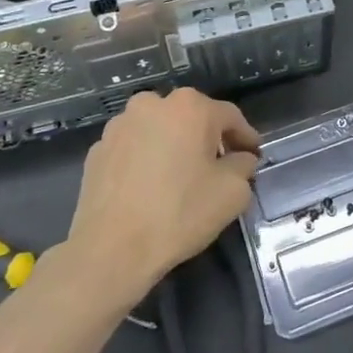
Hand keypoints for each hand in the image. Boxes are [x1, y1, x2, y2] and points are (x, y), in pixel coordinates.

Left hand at [64, 88, 259, 307]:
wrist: (111, 248)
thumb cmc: (179, 213)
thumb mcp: (232, 193)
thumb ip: (243, 167)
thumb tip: (240, 159)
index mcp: (190, 107)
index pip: (230, 117)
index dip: (246, 137)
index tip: (254, 156)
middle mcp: (153, 104)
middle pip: (192, 117)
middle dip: (208, 138)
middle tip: (219, 165)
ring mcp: (120, 124)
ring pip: (159, 129)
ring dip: (174, 145)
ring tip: (180, 176)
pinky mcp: (98, 149)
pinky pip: (134, 147)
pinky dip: (146, 158)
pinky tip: (149, 186)